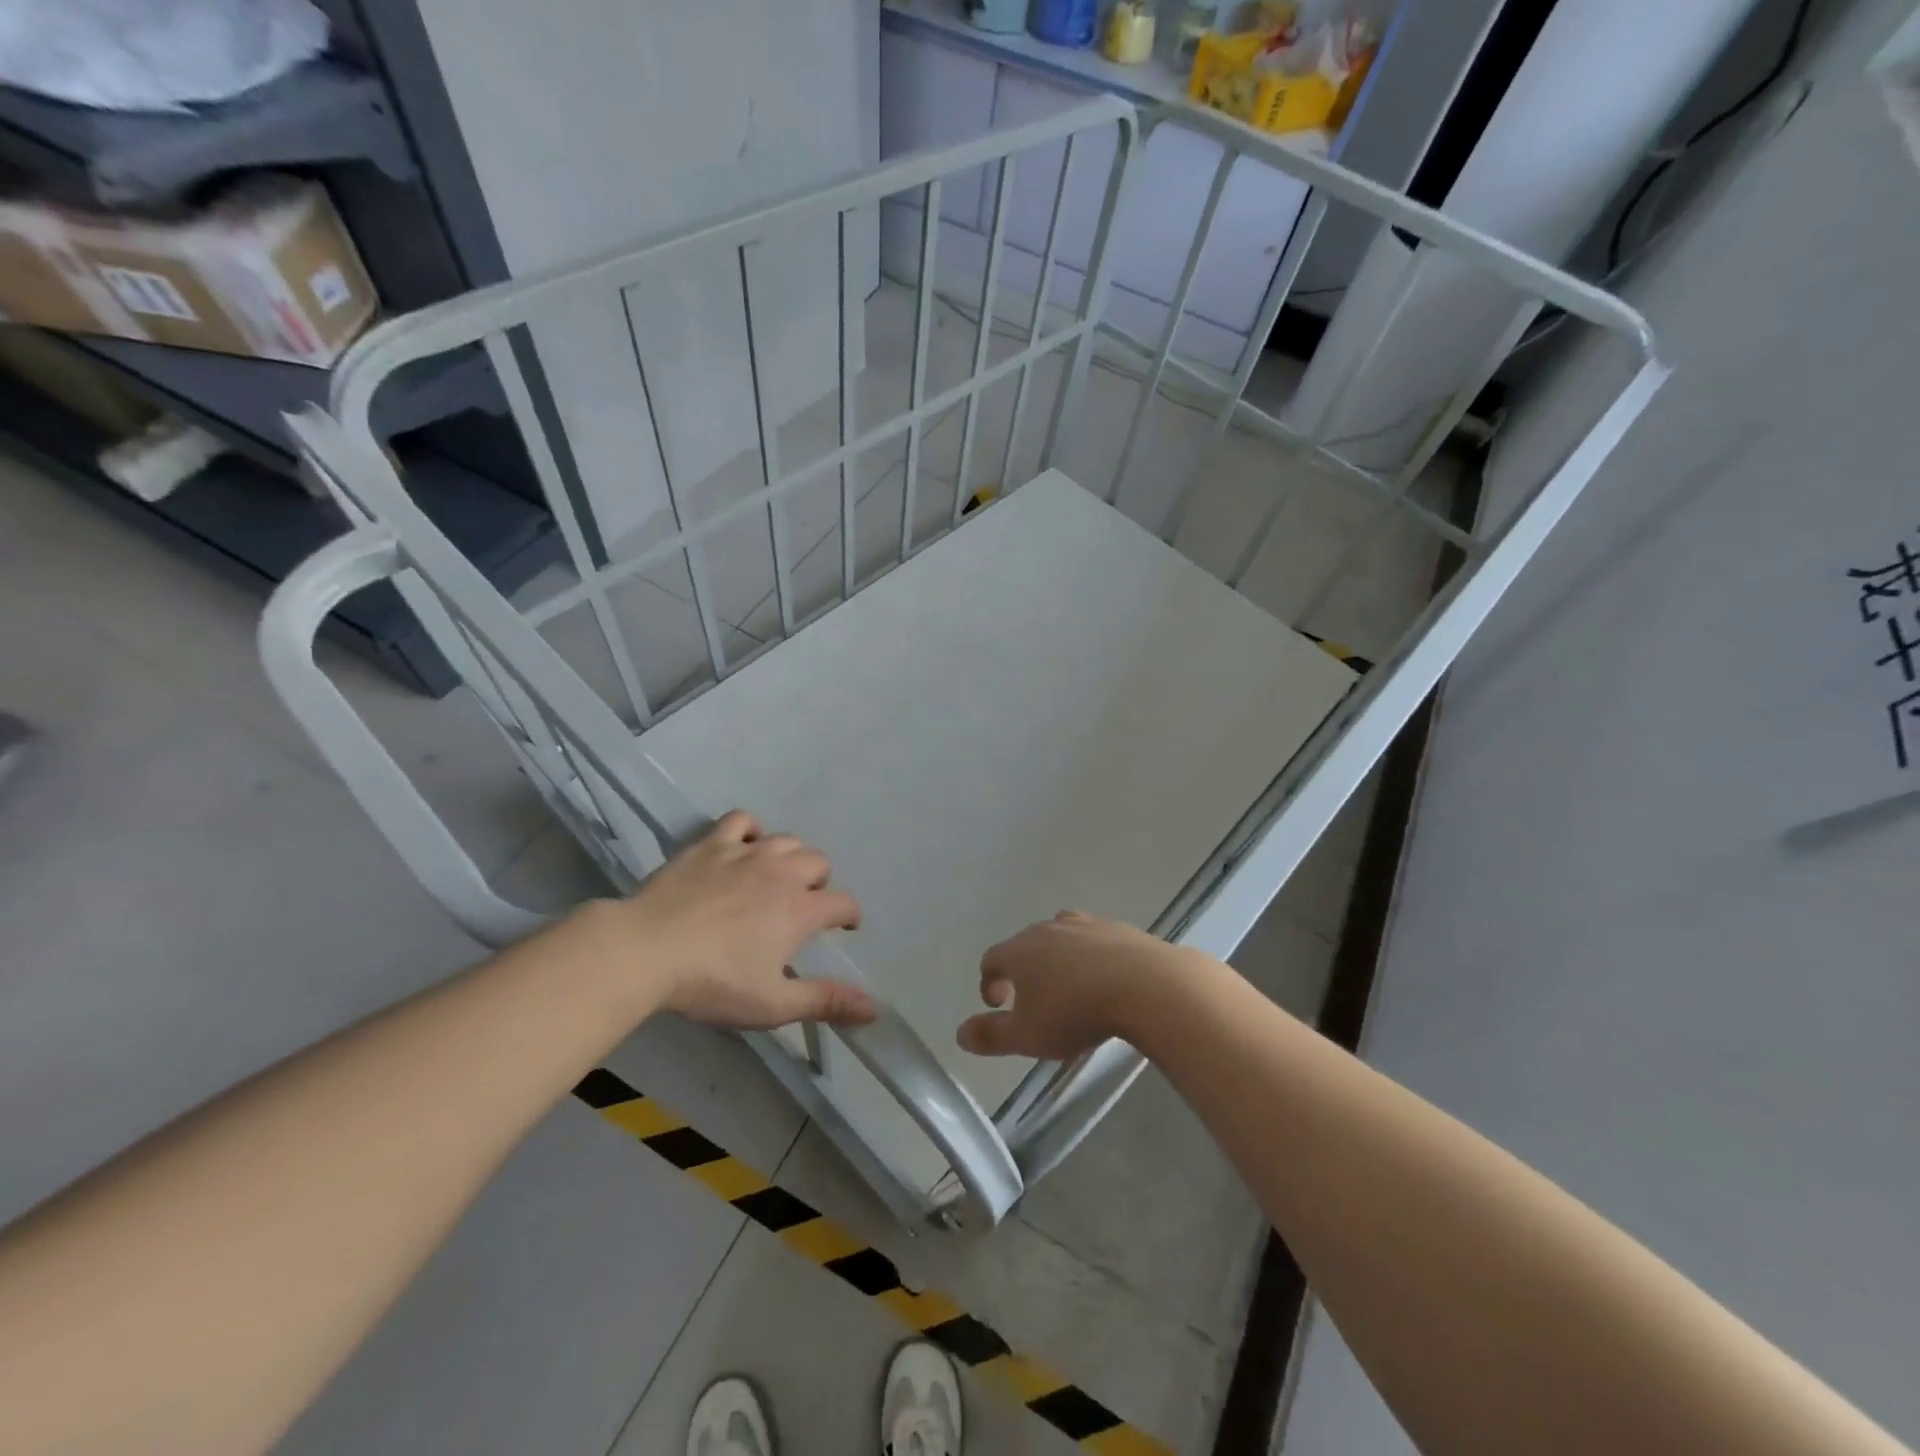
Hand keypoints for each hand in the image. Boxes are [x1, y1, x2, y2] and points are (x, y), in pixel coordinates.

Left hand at [621, 811, 874, 1030]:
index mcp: (801, 910)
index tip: (845, 926)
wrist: (646, 950)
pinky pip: (742, 820)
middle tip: (804, 904)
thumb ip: (825, 1002)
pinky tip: (743, 847)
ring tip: (777, 876)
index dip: (850, 915)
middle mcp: (782, 873)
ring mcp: (746, 853)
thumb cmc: (713, 982)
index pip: (843, 903)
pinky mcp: (711, 844)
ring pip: (786, 839)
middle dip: (820, 882)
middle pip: (819, 862)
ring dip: (791, 856)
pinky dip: (750, 830)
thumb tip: (875, 1008)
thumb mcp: (773, 1004)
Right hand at [957, 911, 1199, 1059]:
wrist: (1146, 985)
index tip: (998, 1006)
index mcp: (1020, 950)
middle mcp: (1049, 928)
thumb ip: (991, 1035)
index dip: (989, 982)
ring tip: (1069, 987)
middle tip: (1032, 1000)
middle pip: (1026, 944)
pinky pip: (1096, 941)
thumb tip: (960, 1033)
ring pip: (1061, 937)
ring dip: (1058, 960)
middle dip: (1023, 970)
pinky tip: (1105, 980)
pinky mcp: (1120, 929)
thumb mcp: (1027, 1036)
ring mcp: (1087, 924)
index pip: (992, 959)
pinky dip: (1092, 957)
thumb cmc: (1076, 1012)